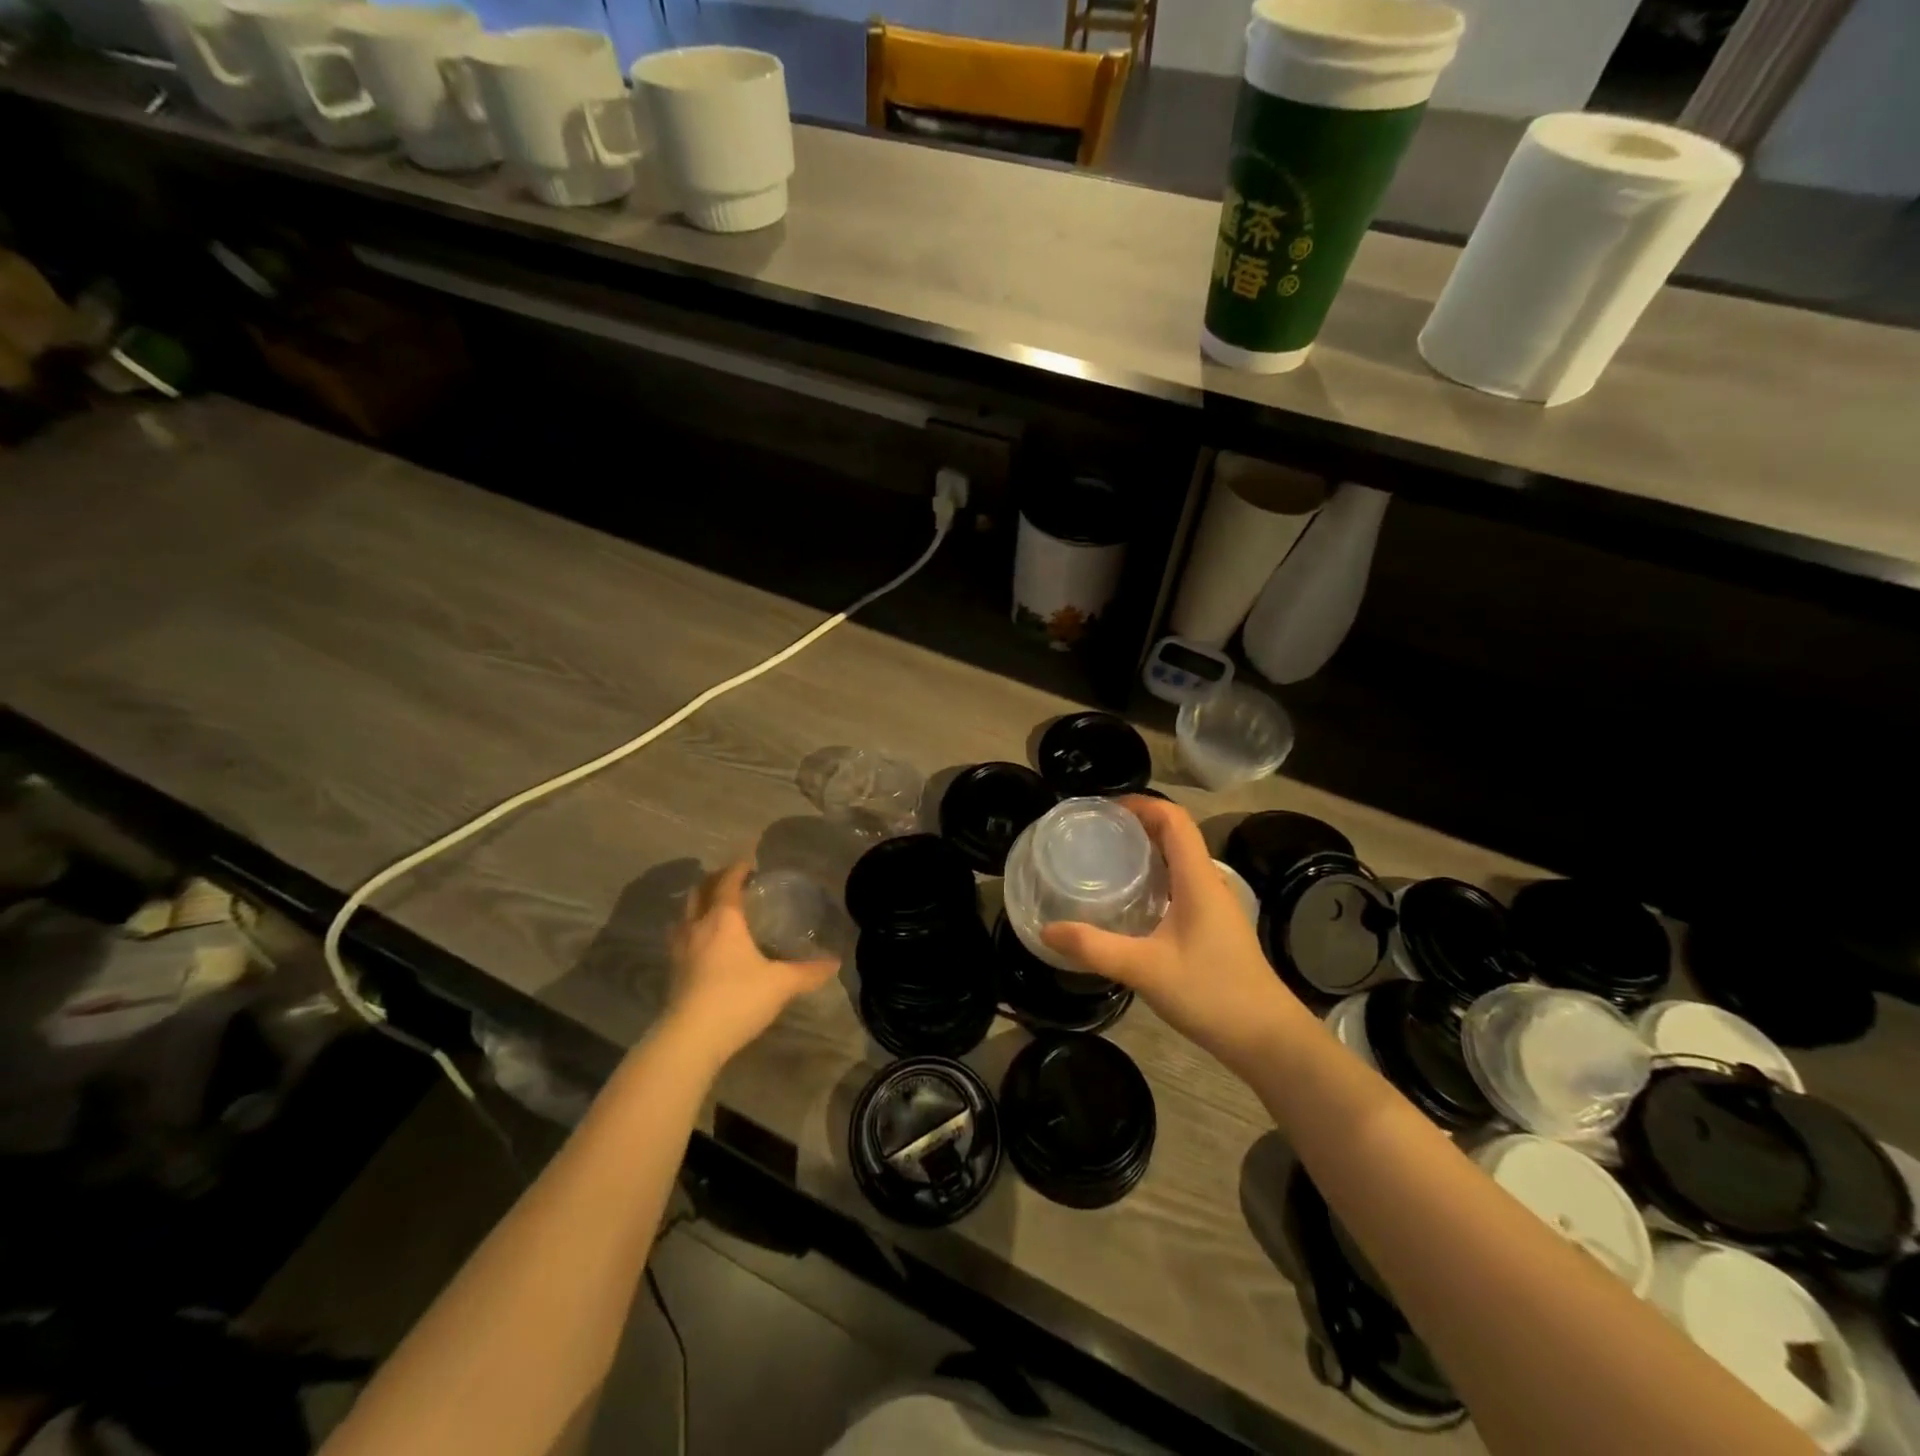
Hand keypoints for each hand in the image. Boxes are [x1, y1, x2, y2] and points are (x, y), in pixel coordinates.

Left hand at [665, 862, 838, 1067]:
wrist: (690, 1039)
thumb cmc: (737, 999)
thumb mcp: (780, 984)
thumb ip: (808, 971)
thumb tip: (836, 962)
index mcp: (724, 919)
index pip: (728, 882)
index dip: (738, 868)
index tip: (749, 861)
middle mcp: (697, 927)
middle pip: (699, 892)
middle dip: (715, 880)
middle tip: (732, 879)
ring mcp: (680, 950)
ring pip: (684, 914)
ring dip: (698, 904)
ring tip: (714, 907)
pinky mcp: (672, 972)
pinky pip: (680, 937)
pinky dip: (691, 929)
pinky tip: (703, 942)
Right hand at [1041, 797, 1305, 1073]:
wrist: (1267, 1039)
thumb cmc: (1212, 994)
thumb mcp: (1145, 970)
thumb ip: (1095, 948)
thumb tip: (1047, 930)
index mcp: (1198, 879)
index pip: (1174, 819)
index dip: (1141, 804)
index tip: (1102, 809)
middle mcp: (1209, 883)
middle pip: (1175, 834)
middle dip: (1136, 824)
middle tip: (1093, 832)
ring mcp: (1214, 905)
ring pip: (1178, 860)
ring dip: (1146, 850)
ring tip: (1105, 858)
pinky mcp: (1213, 926)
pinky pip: (1180, 884)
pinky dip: (1154, 877)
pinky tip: (1129, 900)